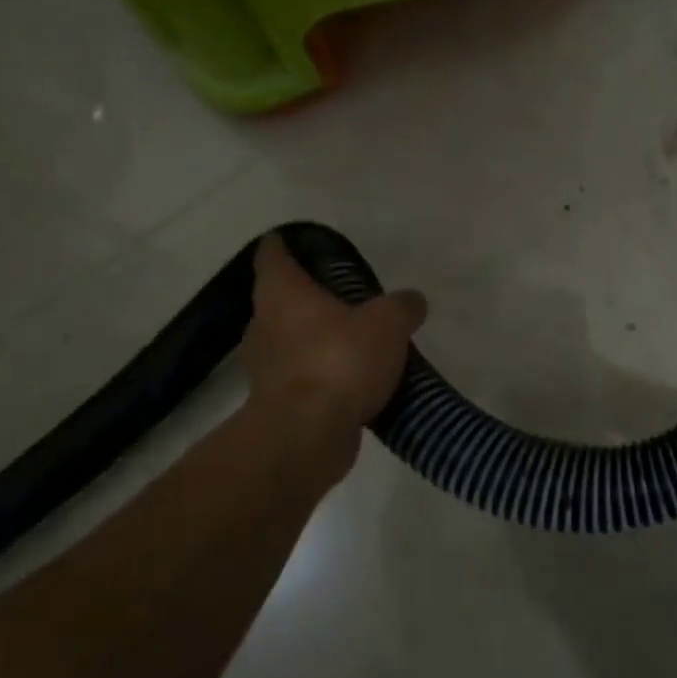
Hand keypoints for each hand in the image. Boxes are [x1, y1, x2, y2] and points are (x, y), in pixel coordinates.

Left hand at [239, 234, 426, 432]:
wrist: (307, 436)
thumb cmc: (340, 361)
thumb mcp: (387, 323)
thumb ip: (402, 306)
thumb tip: (411, 301)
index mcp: (283, 293)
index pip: (273, 255)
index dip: (285, 245)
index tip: (300, 242)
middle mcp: (264, 324)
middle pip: (281, 299)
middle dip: (308, 295)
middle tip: (345, 295)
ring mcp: (266, 366)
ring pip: (290, 339)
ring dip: (315, 337)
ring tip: (354, 338)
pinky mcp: (276, 402)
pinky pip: (301, 376)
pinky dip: (321, 373)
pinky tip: (352, 380)